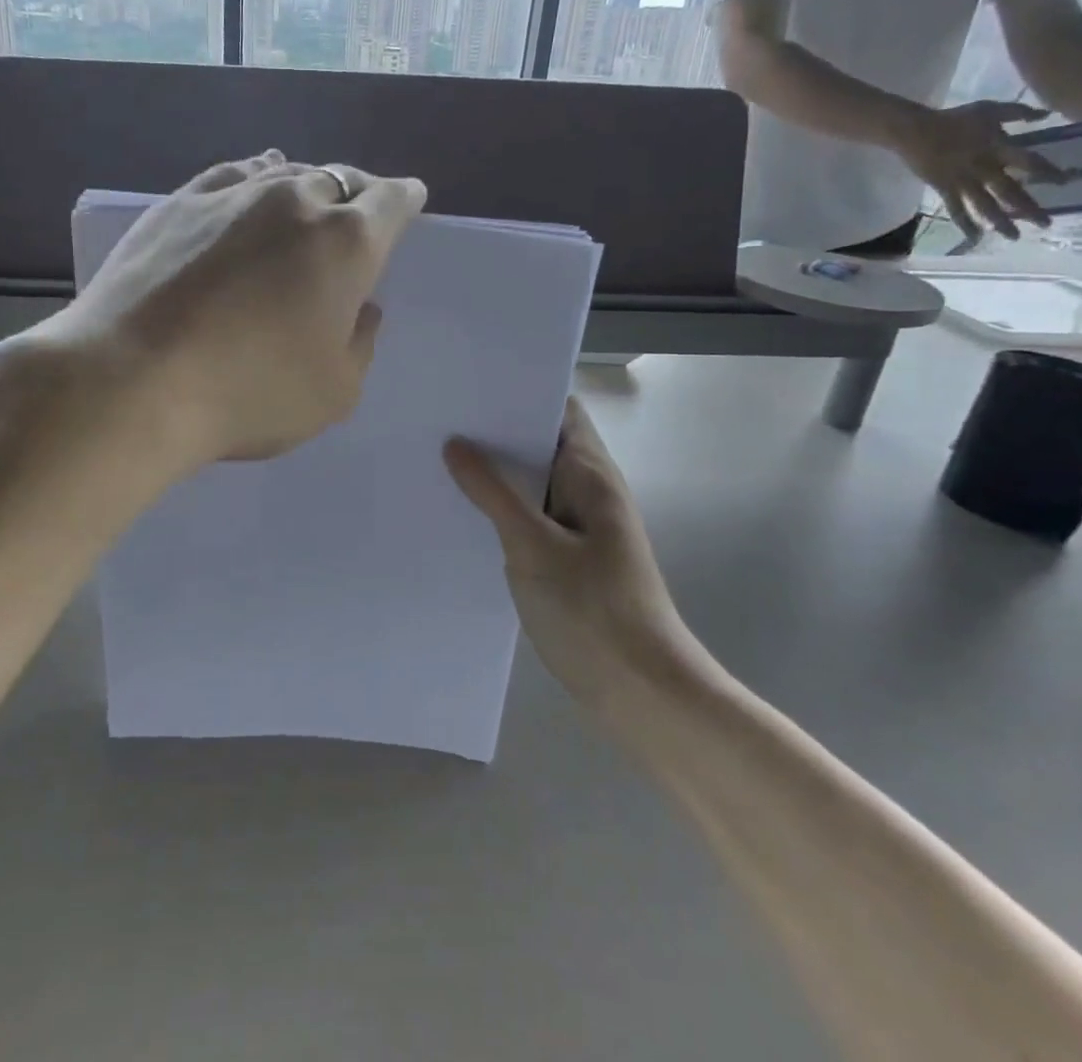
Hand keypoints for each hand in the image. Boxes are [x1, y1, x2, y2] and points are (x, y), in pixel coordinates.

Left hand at [67, 151, 426, 466]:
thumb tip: (359, 307)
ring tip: (306, 198)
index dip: (404, 199)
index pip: (390, 202)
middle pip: (340, 180)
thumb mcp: (335, 391)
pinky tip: (251, 187)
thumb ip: (360, 342)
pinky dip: (255, 178)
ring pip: (286, 172)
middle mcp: (295, 201)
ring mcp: (233, 194)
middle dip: (357, 193)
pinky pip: (234, 174)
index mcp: (346, 242)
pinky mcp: (180, 201)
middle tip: (357, 212)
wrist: (131, 380)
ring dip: (306, 185)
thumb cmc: (248, 394)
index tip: (409, 199)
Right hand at [445, 399, 686, 711]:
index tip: (468, 387)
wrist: (644, 692)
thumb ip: (493, 493)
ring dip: (495, 473)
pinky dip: (501, 509)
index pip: (558, 410)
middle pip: (541, 444)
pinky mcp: (569, 557)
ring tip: (438, 459)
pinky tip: (462, 513)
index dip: (519, 392)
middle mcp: (589, 491)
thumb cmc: (593, 611)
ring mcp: (580, 526)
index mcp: (590, 475)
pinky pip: (531, 517)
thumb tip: (456, 444)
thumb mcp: (533, 547)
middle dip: (495, 432)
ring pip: (532, 483)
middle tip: (439, 420)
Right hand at [889, 100, 1064, 241]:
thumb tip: (1046, 115)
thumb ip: (1018, 112)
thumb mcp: (989, 108)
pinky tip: (974, 236)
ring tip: (1013, 236)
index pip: (1029, 163)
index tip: (1065, 183)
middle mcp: (984, 169)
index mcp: (997, 148)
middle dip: (1028, 208)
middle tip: (1046, 224)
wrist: (914, 131)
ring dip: (1000, 222)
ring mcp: (962, 181)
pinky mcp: (944, 188)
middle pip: (1010, 191)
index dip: (1048, 173)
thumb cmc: (953, 119)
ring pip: (984, 205)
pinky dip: (965, 223)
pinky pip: (956, 208)